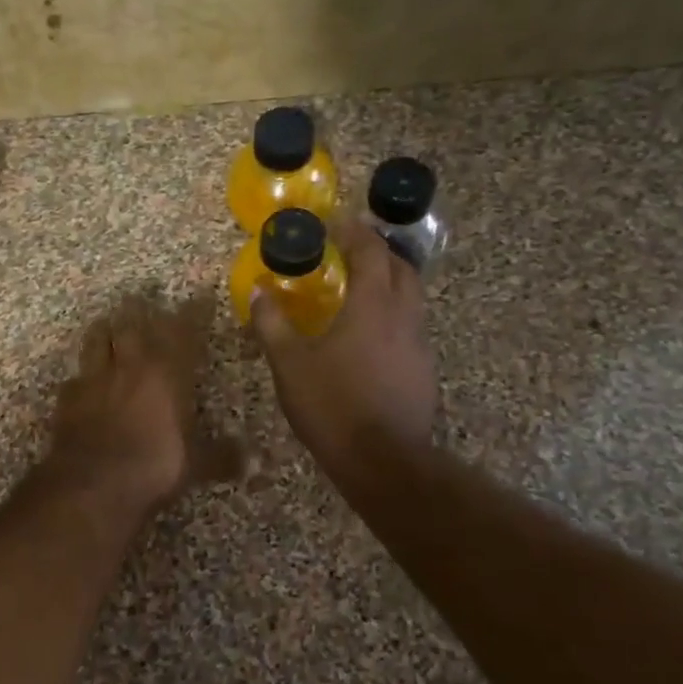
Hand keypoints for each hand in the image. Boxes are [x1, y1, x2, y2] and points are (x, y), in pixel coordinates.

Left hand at [49, 294, 240, 512]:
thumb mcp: (196, 465)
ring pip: (97, 339)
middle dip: (141, 312)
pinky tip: (83, 382)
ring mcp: (95, 378)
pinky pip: (75, 377)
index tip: (201, 298)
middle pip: (133, 324)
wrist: (92, 484)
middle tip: (144, 304)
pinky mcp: (68, 397)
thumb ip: (224, 457)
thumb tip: (256, 462)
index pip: (184, 330)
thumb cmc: (154, 466)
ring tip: (110, 327)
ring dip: (106, 331)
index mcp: (167, 372)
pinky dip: (82, 375)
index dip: (194, 312)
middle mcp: (131, 365)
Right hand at [250, 220, 437, 487]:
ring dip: (389, 281)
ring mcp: (419, 343)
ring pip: (411, 296)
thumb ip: (272, 324)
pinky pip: (411, 325)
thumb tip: (258, 291)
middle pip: (401, 266)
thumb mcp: (290, 364)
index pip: (370, 250)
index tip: (335, 221)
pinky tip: (371, 335)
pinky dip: (393, 314)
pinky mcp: (424, 369)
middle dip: (378, 250)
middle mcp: (404, 315)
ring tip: (360, 288)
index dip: (353, 231)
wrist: (384, 462)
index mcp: (373, 304)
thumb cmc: (333, 405)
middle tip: (350, 249)